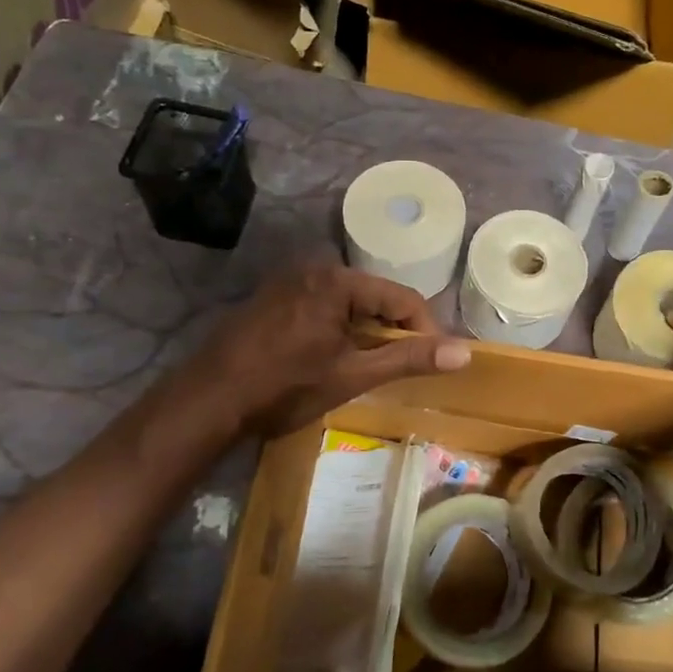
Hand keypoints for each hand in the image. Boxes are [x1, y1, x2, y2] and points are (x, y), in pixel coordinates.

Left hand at [186, 264, 470, 435]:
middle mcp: (313, 269)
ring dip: (366, 332)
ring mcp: (288, 282)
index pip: (402, 298)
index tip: (434, 362)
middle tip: (401, 368)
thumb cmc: (284, 387)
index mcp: (336, 281)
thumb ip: (409, 359)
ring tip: (370, 367)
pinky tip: (333, 358)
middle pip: (375, 297)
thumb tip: (465, 352)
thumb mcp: (353, 374)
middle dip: (393, 331)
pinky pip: (322, 307)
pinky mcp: (272, 299)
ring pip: (348, 303)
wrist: (207, 401)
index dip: (425, 331)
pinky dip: (338, 329)